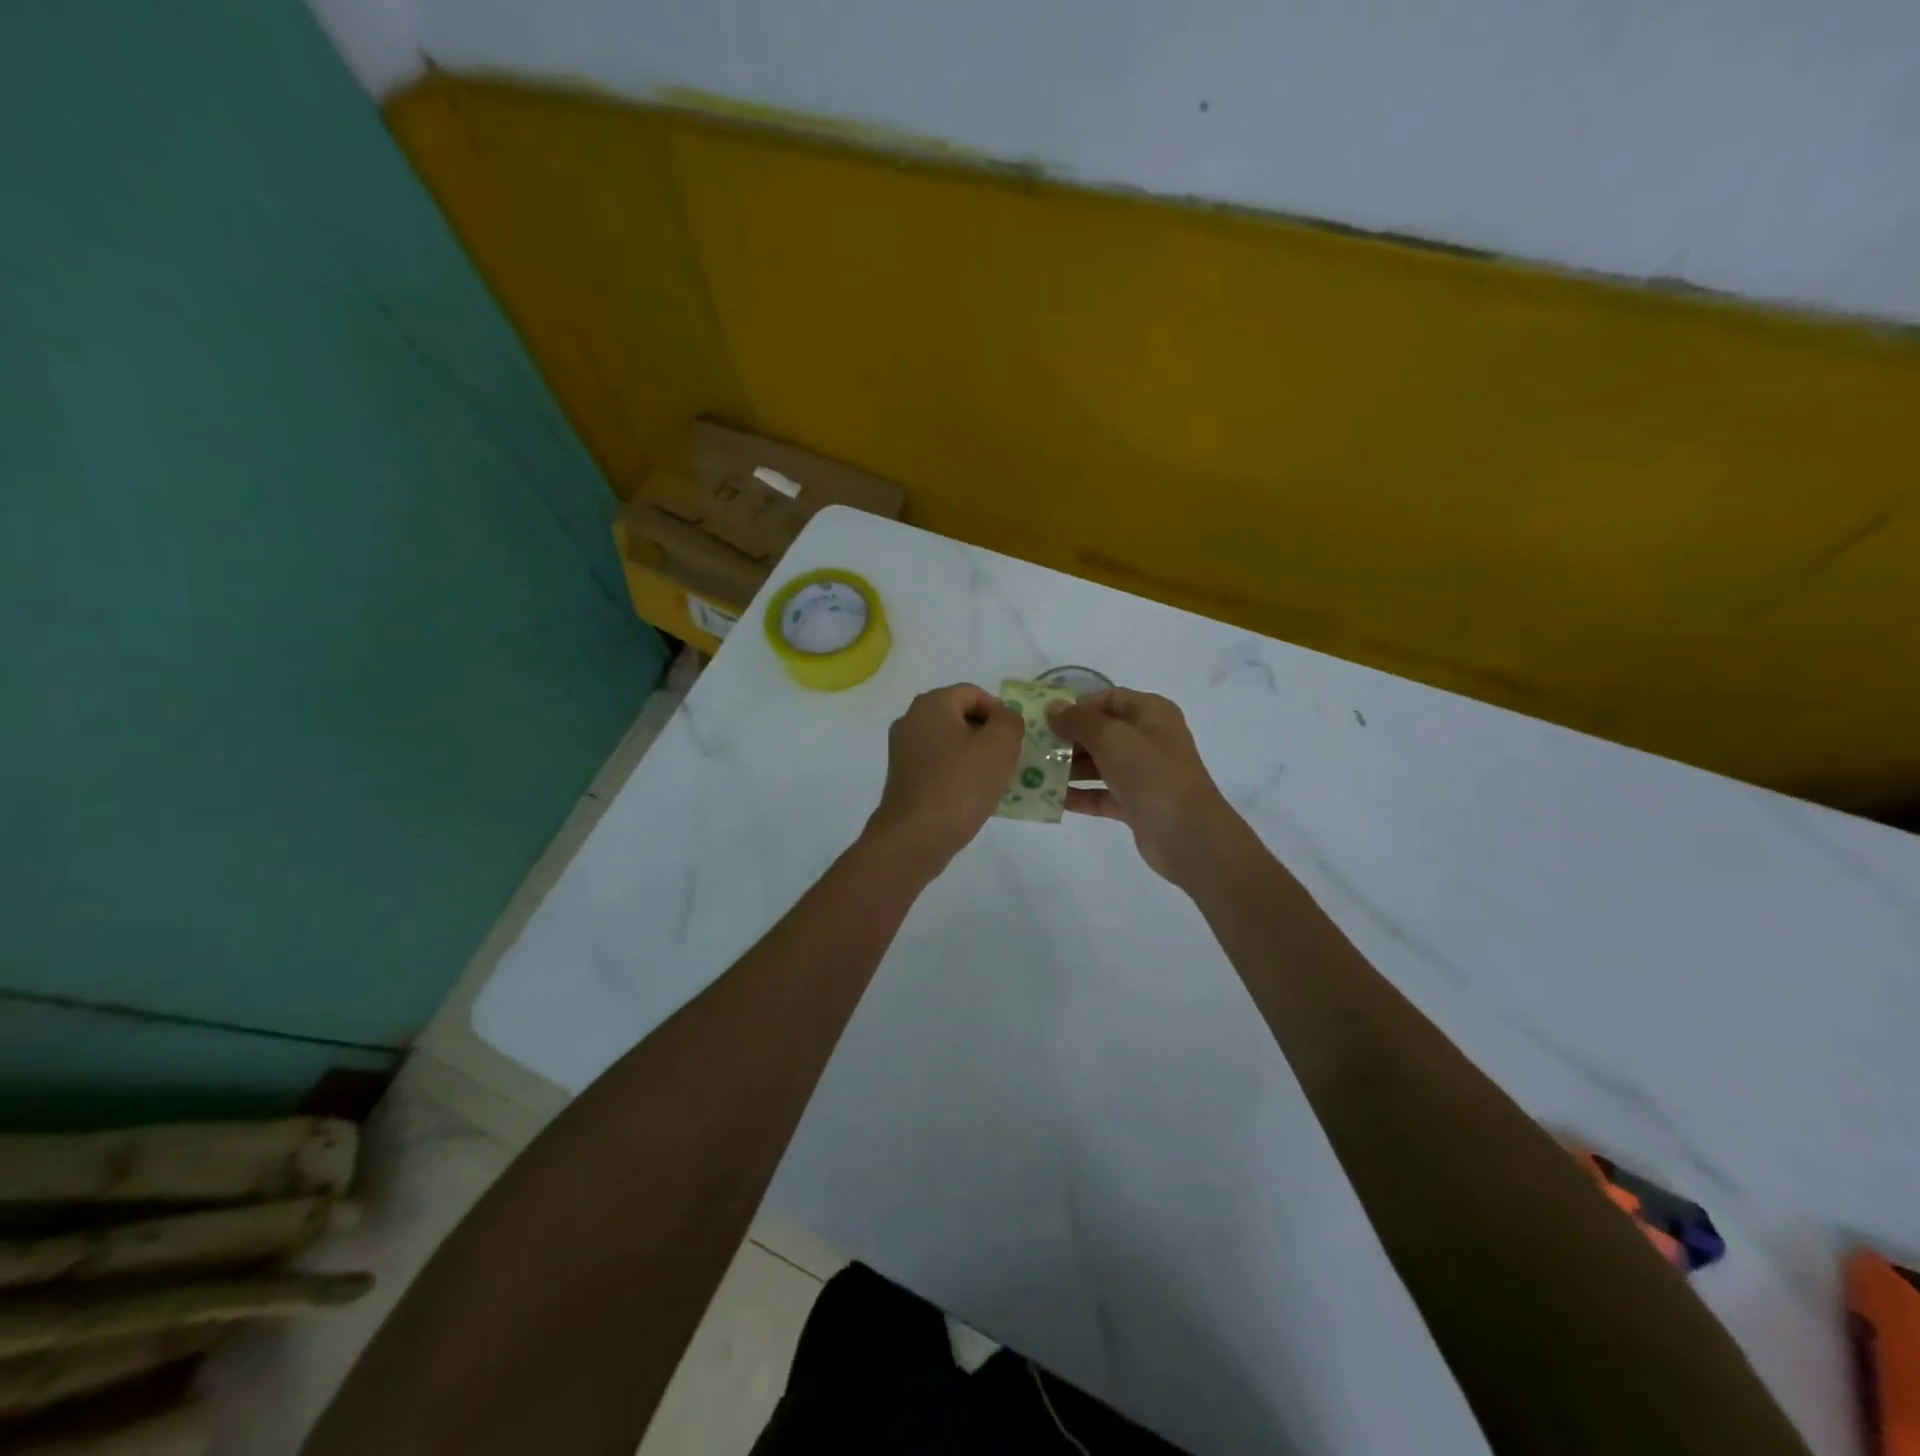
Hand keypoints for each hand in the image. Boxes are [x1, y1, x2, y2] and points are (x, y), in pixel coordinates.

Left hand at [864, 684, 1023, 877]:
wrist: (915, 837)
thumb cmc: (960, 785)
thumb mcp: (1000, 745)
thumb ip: (1010, 721)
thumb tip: (1004, 718)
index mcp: (931, 704)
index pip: (975, 693)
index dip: (1001, 713)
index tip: (1014, 742)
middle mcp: (911, 720)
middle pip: (961, 717)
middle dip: (989, 736)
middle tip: (1008, 761)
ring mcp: (903, 750)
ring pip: (951, 743)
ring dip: (975, 757)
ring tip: (994, 781)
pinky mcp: (903, 777)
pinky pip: (939, 765)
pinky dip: (958, 774)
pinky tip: (972, 796)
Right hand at [1046, 688, 1246, 886]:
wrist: (1187, 834)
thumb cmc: (1151, 774)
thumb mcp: (1111, 738)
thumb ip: (1079, 720)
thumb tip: (1053, 708)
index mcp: (1151, 713)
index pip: (1109, 699)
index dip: (1078, 706)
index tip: (1047, 721)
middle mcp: (1149, 739)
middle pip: (1102, 732)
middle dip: (1069, 739)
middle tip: (1035, 748)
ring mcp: (1143, 773)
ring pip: (1100, 764)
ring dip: (1070, 768)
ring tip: (1035, 772)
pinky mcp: (1136, 803)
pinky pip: (1101, 793)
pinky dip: (1079, 795)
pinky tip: (1050, 798)